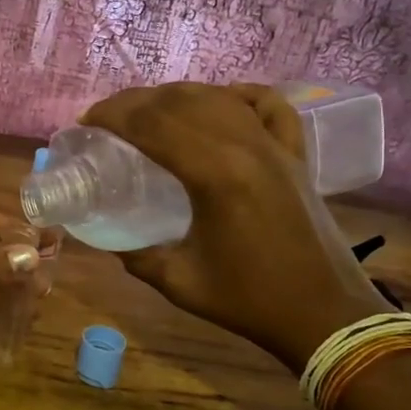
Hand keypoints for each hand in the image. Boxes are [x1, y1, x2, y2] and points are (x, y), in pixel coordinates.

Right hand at [81, 83, 387, 369]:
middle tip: (107, 116)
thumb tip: (110, 241)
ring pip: (220, 97)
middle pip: (181, 102)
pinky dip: (241, 95)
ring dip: (177, 95)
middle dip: (136, 101)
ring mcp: (275, 147)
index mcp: (214, 175)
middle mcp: (245, 147)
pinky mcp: (296, 156)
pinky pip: (270, 107)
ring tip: (149, 109)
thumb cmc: (250, 301)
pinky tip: (222, 97)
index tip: (86, 121)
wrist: (324, 314)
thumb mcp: (180, 282)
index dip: (113, 115)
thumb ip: (138, 257)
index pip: (152, 124)